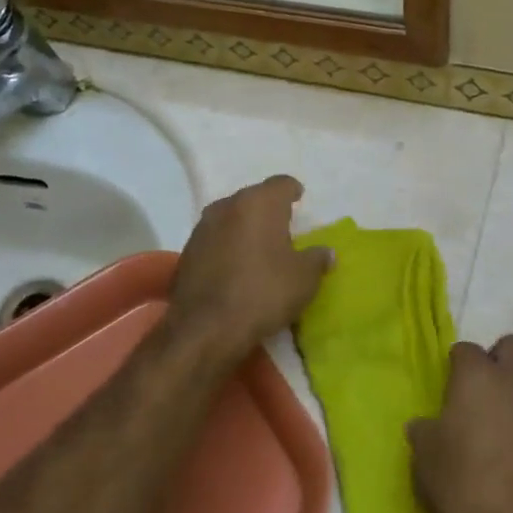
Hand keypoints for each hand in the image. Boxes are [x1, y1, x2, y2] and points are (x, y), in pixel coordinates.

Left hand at [169, 176, 331, 360]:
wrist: (205, 328)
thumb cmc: (263, 292)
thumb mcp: (304, 279)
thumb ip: (317, 259)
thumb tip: (326, 252)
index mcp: (260, 203)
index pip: (281, 184)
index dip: (293, 191)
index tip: (299, 199)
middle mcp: (228, 205)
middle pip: (253, 198)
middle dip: (268, 209)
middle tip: (282, 228)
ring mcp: (203, 227)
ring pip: (230, 217)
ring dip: (244, 228)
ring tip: (258, 248)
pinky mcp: (186, 251)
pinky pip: (214, 240)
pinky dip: (226, 246)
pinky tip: (235, 267)